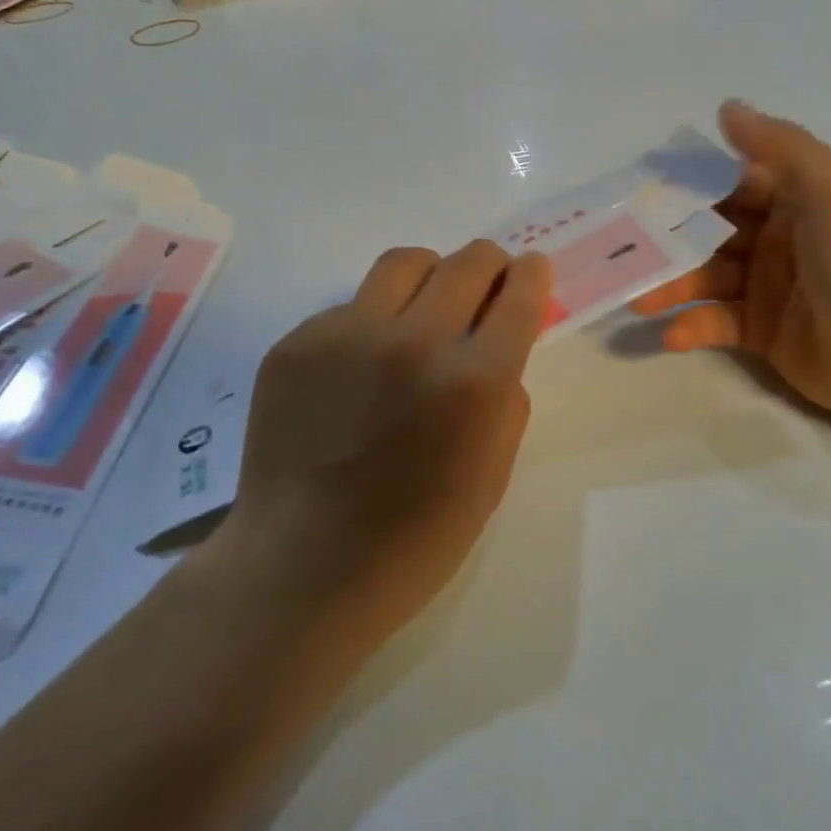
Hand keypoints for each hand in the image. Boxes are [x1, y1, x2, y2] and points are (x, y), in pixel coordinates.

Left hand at [225, 241, 552, 635]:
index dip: (532, 276)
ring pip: (405, 263)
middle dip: (490, 265)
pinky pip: (350, 308)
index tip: (531, 270)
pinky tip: (359, 369)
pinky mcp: (297, 342)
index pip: (518, 296)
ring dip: (431, 274)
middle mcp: (415, 342)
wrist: (304, 568)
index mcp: (475, 383)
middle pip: (468, 261)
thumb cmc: (414, 540)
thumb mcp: (491, 476)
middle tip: (487, 283)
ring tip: (425, 307)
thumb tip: (495, 347)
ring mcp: (348, 336)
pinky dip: (372, 323)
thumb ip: (506, 398)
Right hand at [631, 100, 830, 431]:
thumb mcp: (830, 188)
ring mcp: (769, 287)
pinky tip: (670, 335)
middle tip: (621, 247)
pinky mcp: (763, 333)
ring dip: (671, 285)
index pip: (731, 183)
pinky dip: (692, 325)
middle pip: (710, 231)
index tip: (640, 190)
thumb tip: (727, 107)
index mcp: (797, 199)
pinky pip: (717, 322)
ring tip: (635, 298)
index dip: (689, 185)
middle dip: (669, 238)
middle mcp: (779, 238)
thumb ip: (777, 146)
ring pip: (706, 277)